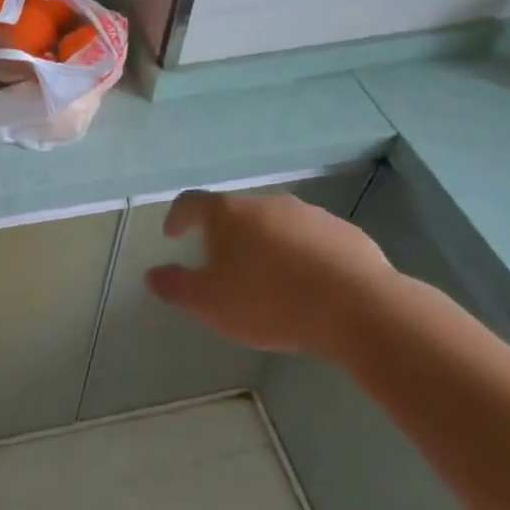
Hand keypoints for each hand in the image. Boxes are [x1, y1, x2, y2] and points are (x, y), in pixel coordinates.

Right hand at [145, 190, 400, 356]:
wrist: (357, 307)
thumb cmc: (269, 301)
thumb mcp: (209, 303)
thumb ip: (176, 287)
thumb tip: (152, 275)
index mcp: (229, 214)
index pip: (192, 202)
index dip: (178, 217)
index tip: (173, 235)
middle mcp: (268, 204)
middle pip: (237, 213)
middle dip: (225, 237)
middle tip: (221, 267)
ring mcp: (310, 215)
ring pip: (276, 226)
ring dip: (265, 246)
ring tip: (266, 280)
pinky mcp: (345, 233)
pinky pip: (312, 241)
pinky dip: (300, 256)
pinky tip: (307, 287)